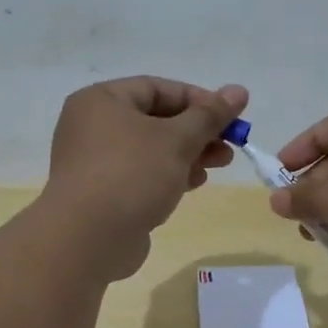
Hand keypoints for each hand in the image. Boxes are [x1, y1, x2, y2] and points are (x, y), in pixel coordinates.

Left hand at [40, 76, 248, 278]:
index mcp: (102, 101)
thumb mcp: (177, 139)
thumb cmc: (132, 174)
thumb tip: (238, 90)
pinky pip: (142, 174)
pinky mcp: (103, 193)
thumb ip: (209, 116)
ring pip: (151, 149)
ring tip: (221, 163)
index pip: (157, 88)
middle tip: (231, 143)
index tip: (230, 116)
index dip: (198, 99)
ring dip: (188, 153)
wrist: (88, 239)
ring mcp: (96, 162)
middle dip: (197, 130)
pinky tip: (195, 183)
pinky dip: (169, 174)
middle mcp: (93, 126)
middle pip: (155, 119)